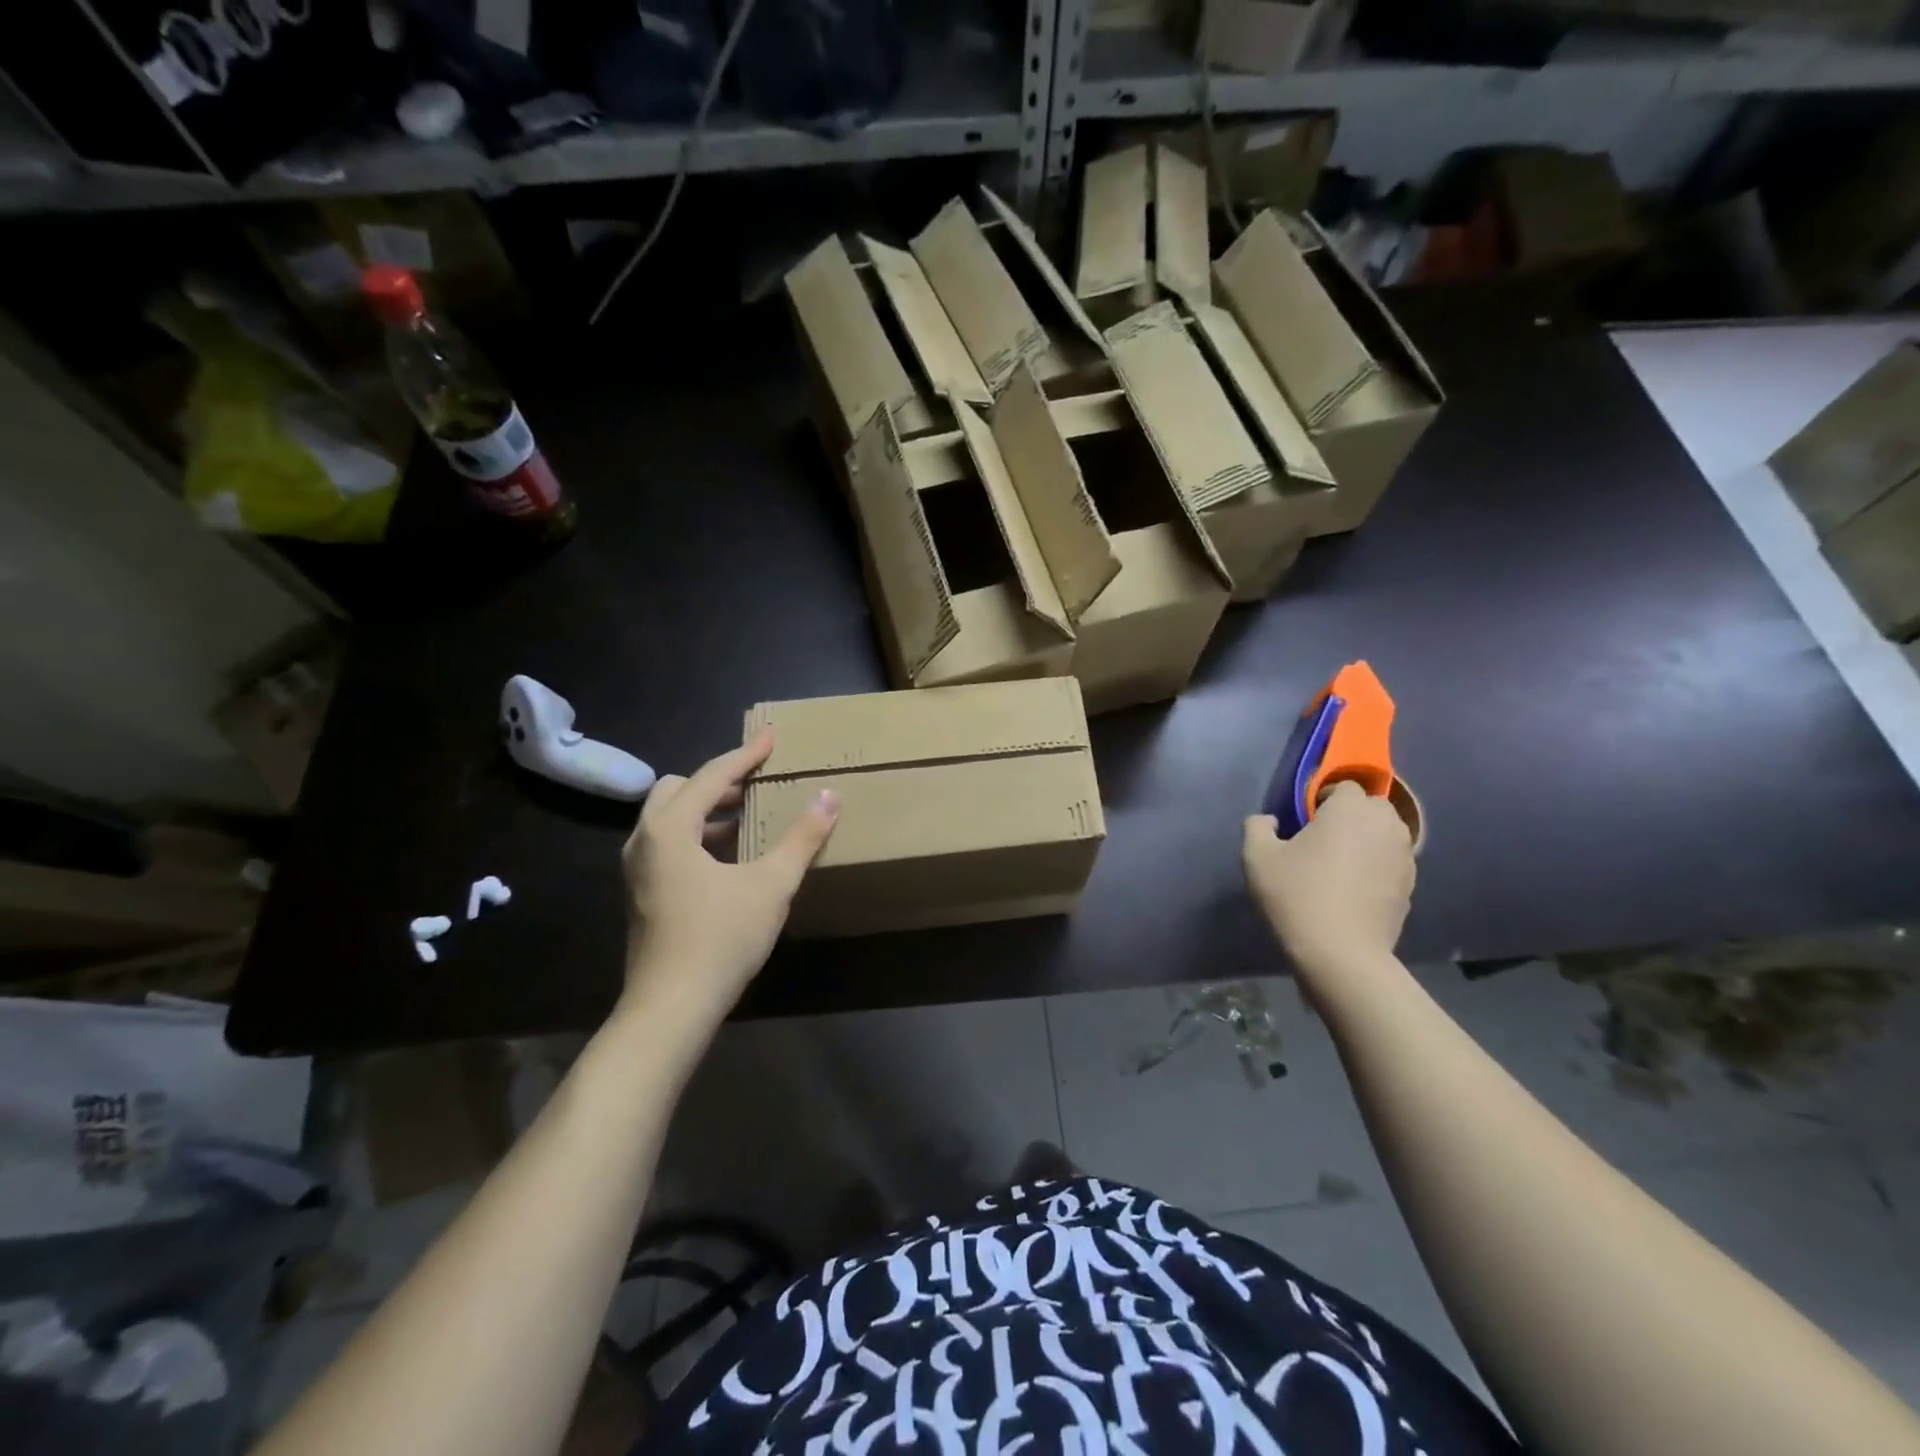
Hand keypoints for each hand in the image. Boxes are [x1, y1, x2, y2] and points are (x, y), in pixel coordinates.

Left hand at [620, 729, 837, 1021]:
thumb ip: (802, 837)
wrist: (671, 1008)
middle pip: (680, 789)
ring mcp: (638, 869)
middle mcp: (644, 840)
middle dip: (720, 780)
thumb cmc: (720, 938)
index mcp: (670, 828)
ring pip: (671, 818)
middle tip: (758, 780)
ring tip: (749, 813)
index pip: (711, 775)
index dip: (746, 754)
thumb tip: (829, 796)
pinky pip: (668, 843)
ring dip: (708, 809)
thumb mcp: (771, 884)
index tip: (772, 736)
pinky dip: (698, 835)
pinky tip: (731, 855)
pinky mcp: (643, 893)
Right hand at [1243, 781, 1414, 984]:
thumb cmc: (1297, 895)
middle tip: (1322, 839)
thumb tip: (1270, 821)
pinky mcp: (1410, 886)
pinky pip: (1391, 862)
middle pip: (1370, 807)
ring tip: (1340, 863)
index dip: (1322, 798)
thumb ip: (1258, 827)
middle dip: (1349, 816)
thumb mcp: (1257, 856)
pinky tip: (1354, 888)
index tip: (1304, 820)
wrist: (1341, 953)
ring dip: (1365, 840)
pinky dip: (1376, 866)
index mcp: (1350, 809)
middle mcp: (1385, 825)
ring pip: (1385, 834)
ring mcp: (1404, 856)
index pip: (1343, 786)